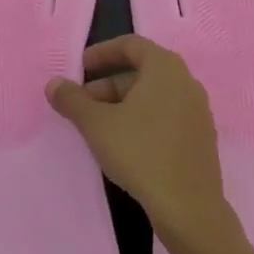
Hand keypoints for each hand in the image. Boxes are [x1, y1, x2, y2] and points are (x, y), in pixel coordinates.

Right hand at [46, 35, 234, 250]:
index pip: (131, 45)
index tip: (79, 68)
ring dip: (122, 105)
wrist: (189, 208)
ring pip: (153, 96)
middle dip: (107, 85)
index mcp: (166, 68)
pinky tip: (124, 145)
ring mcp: (198, 111)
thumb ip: (72, 100)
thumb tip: (53, 84)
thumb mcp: (97, 125)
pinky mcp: (200, 138)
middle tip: (81, 105)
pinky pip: (166, 116)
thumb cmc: (141, 153)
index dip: (101, 53)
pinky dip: (142, 120)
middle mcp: (186, 82)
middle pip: (141, 72)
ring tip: (97, 128)